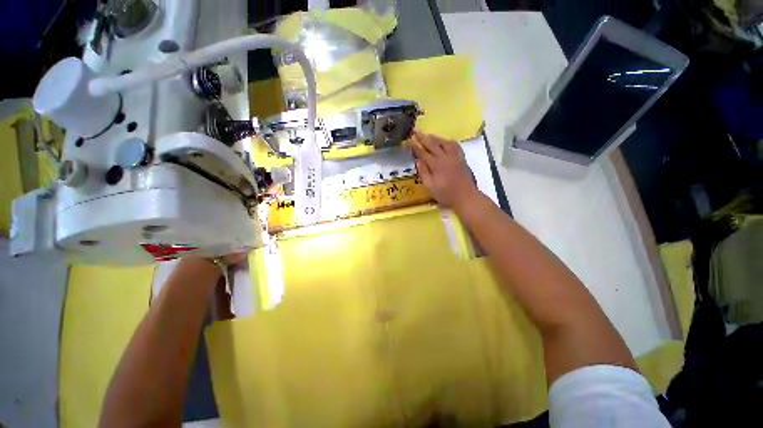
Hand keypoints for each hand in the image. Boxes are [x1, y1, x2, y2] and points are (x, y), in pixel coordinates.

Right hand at [411, 131, 479, 210]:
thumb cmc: (446, 195)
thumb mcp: (430, 187)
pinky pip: (455, 145)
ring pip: (444, 142)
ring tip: (428, 135)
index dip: (415, 146)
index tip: (408, 141)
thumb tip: (417, 160)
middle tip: (416, 131)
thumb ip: (423, 172)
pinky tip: (445, 142)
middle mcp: (445, 157)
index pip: (423, 153)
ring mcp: (455, 156)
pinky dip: (448, 141)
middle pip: (433, 144)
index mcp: (436, 165)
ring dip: (435, 138)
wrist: (466, 197)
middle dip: (423, 137)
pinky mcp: (462, 158)